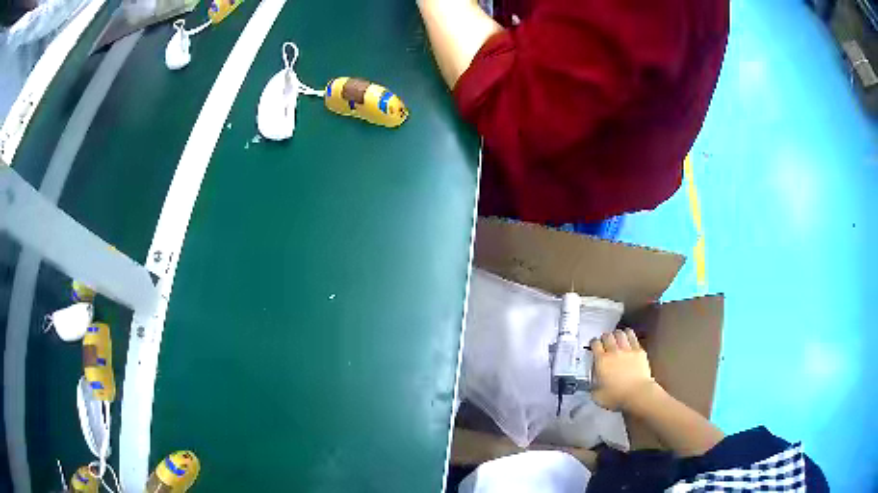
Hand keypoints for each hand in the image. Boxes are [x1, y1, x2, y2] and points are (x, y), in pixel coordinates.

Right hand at [589, 329, 655, 411]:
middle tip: (604, 340)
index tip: (593, 345)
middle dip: (604, 337)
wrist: (638, 394)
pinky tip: (628, 337)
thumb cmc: (616, 397)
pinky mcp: (639, 351)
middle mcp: (613, 352)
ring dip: (617, 334)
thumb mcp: (597, 395)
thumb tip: (593, 383)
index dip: (593, 343)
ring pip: (620, 333)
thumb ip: (593, 386)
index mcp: (601, 361)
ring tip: (616, 336)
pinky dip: (629, 335)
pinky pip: (633, 337)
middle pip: (607, 336)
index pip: (595, 344)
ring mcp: (627, 350)